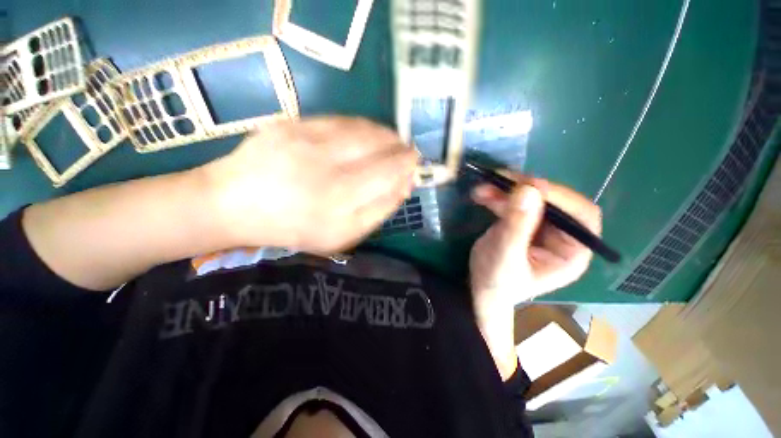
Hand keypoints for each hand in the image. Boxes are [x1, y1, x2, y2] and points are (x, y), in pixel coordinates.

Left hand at [202, 117, 417, 254]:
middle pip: (380, 149)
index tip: (414, 163)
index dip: (407, 166)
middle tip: (407, 151)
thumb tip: (403, 186)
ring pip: (363, 130)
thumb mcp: (343, 235)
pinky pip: (340, 121)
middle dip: (400, 148)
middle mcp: (326, 169)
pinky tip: (367, 134)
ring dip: (385, 135)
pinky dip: (362, 126)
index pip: (389, 174)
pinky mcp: (292, 124)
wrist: (234, 205)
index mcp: (340, 203)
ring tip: (393, 141)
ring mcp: (307, 142)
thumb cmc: (294, 228)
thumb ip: (377, 211)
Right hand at [468, 175, 600, 379]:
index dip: (560, 197)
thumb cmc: (496, 281)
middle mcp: (561, 236)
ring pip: (530, 198)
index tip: (529, 186)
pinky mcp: (521, 222)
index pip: (581, 216)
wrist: (479, 288)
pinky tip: (481, 194)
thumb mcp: (505, 256)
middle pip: (553, 201)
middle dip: (524, 190)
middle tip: (499, 180)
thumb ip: (517, 226)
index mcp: (570, 252)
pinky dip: (497, 196)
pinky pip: (513, 202)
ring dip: (505, 190)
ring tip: (482, 189)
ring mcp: (540, 227)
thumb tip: (527, 189)